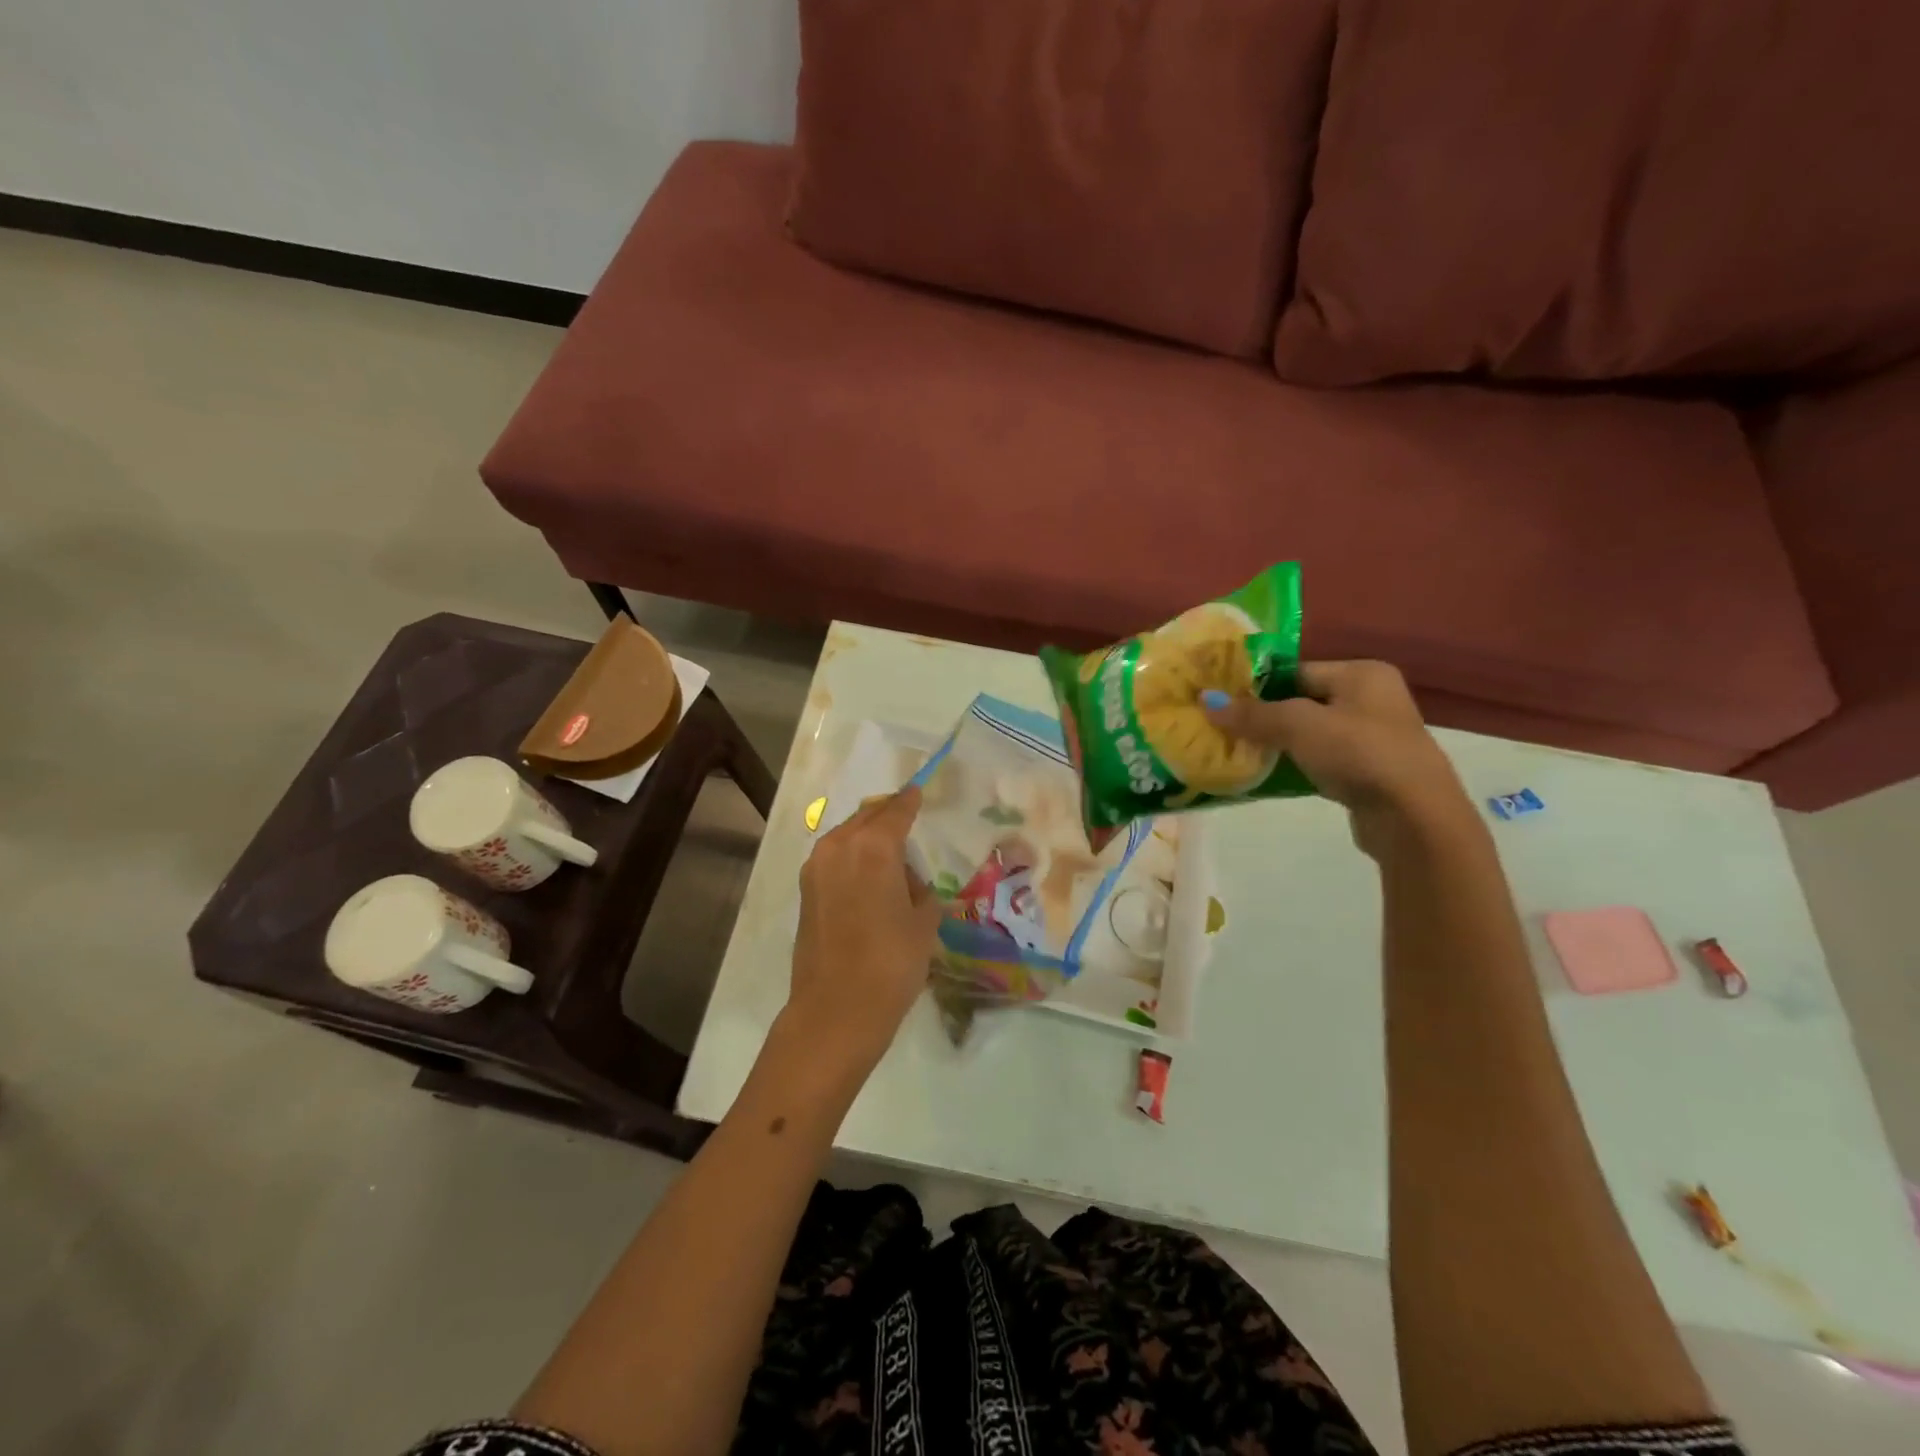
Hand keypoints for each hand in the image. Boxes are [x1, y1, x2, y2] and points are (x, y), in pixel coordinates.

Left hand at [787, 785, 943, 1071]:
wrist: (836, 1010)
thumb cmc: (891, 963)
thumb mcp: (923, 922)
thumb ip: (921, 891)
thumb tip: (908, 884)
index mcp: (874, 846)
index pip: (896, 810)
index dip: (910, 800)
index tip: (918, 790)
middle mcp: (839, 846)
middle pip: (867, 817)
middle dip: (887, 814)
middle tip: (907, 818)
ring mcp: (816, 868)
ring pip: (846, 836)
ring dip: (867, 836)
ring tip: (890, 853)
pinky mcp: (805, 891)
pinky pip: (834, 859)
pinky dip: (852, 857)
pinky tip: (869, 877)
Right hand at [1203, 661, 1473, 854]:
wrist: (1414, 818)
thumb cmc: (1359, 754)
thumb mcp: (1299, 726)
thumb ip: (1252, 714)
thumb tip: (1206, 701)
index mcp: (1363, 674)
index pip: (1297, 671)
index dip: (1258, 685)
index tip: (1221, 701)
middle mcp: (1372, 699)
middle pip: (1301, 701)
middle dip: (1263, 716)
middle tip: (1222, 727)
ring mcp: (1372, 738)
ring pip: (1309, 733)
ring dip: (1277, 743)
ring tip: (1237, 751)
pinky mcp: (1368, 772)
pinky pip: (1319, 760)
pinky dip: (1294, 765)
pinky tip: (1266, 775)